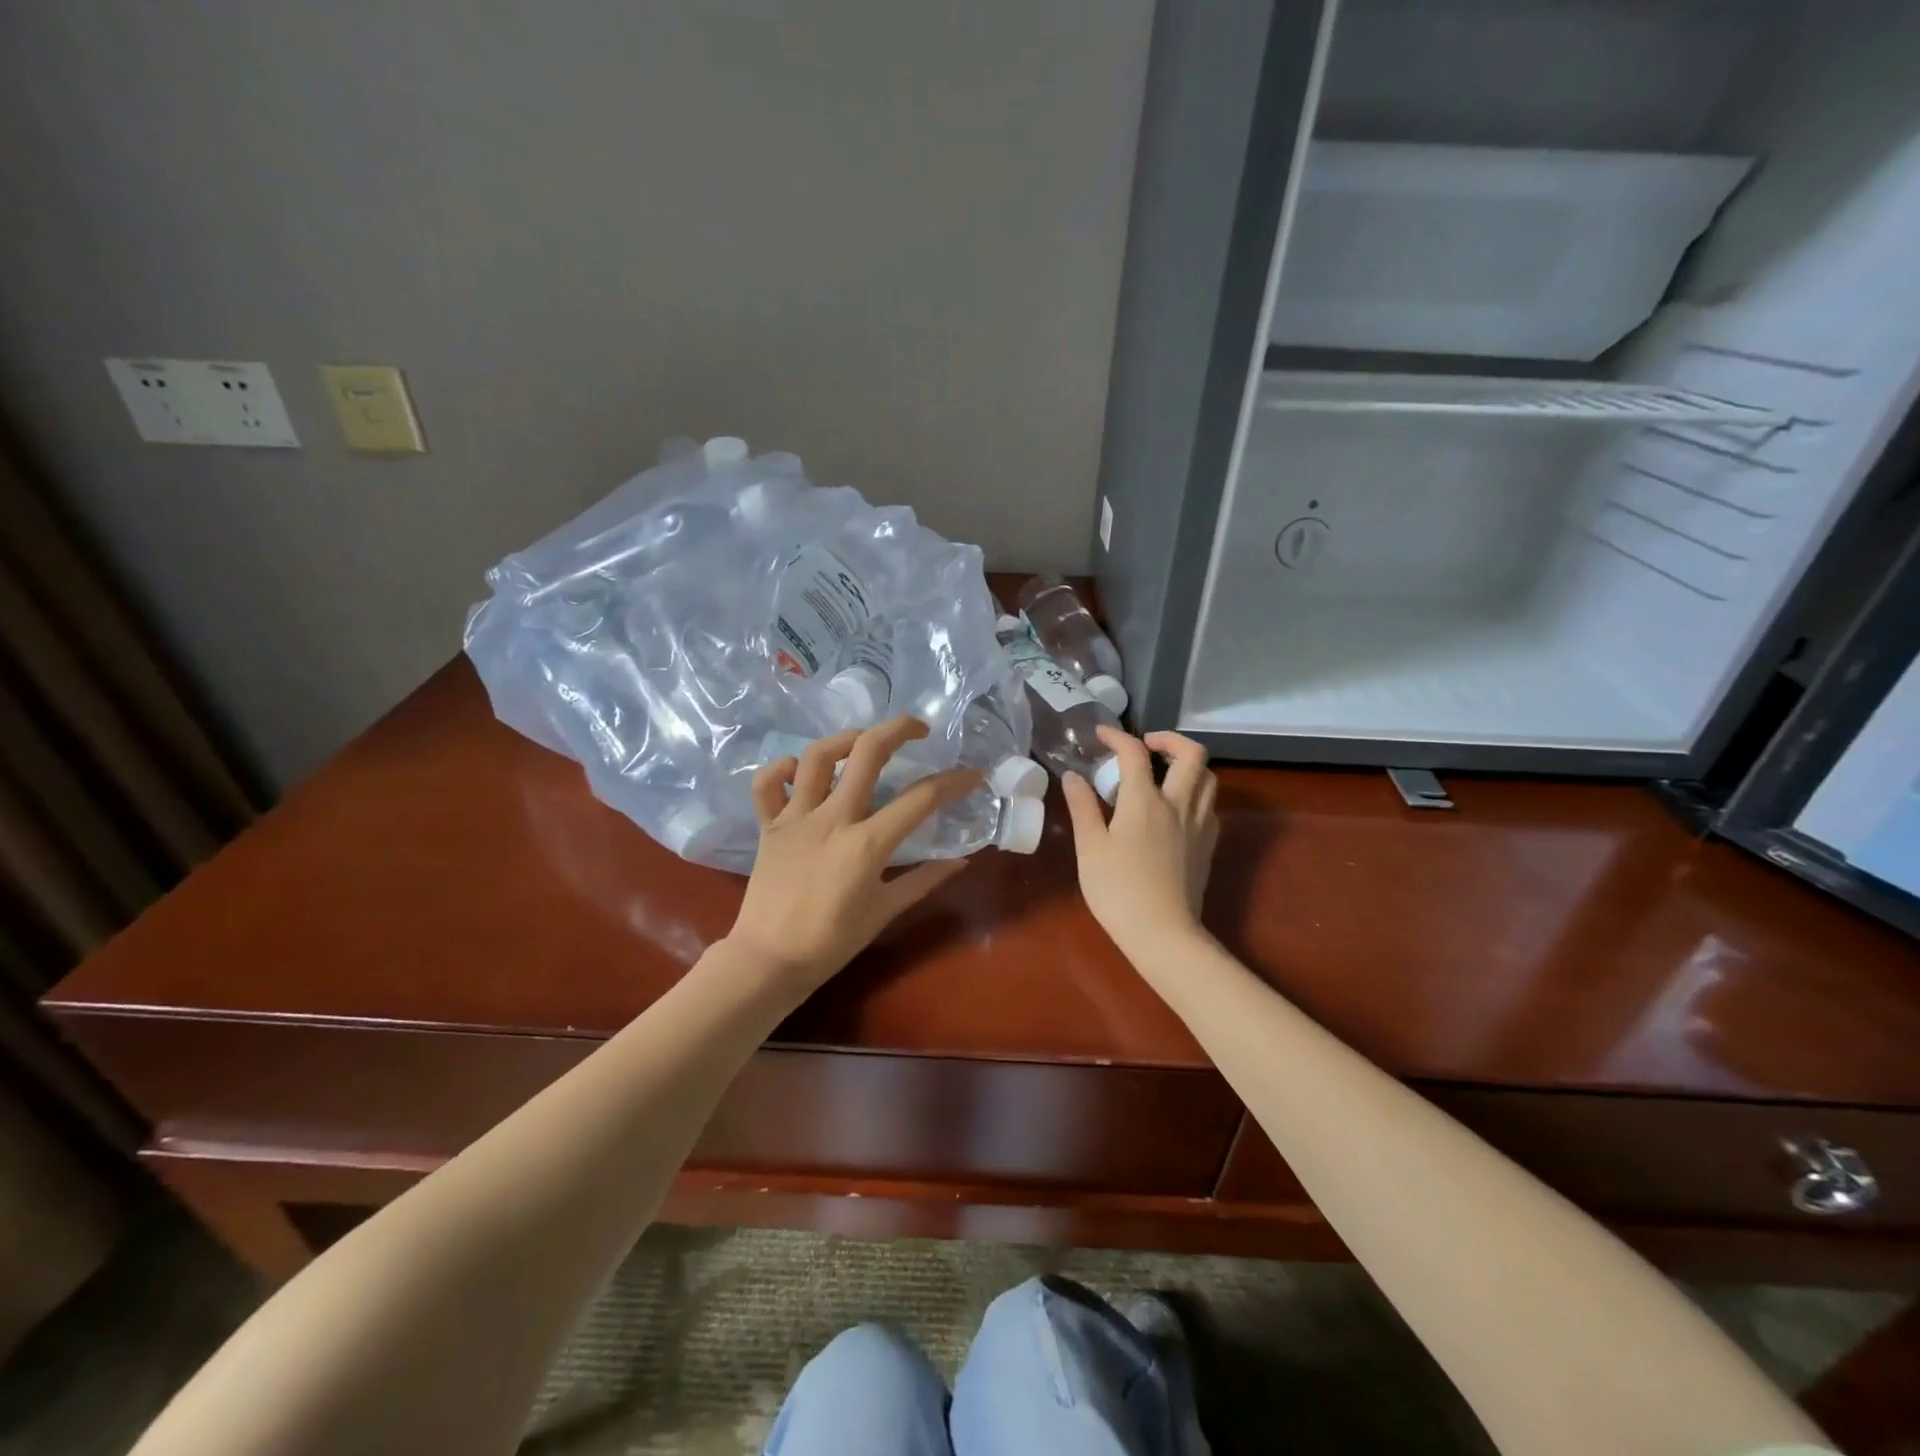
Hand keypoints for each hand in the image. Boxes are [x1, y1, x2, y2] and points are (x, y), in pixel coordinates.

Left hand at [727, 716, 979, 995]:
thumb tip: (961, 861)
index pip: (921, 799)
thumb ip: (924, 880)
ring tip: (864, 742)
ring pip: (817, 756)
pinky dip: (783, 768)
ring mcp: (796, 818)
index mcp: (867, 843)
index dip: (954, 782)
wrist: (768, 961)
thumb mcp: (885, 911)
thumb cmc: (832, 942)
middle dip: (900, 729)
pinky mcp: (769, 825)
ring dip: (845, 739)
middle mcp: (832, 818)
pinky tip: (801, 771)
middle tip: (919, 729)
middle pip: (868, 753)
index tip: (973, 775)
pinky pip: (767, 783)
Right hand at [1062, 727, 1218, 960]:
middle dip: (1169, 739)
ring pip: (1208, 778)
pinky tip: (1175, 809)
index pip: (1134, 753)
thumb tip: (1074, 775)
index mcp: (1145, 801)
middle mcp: (1178, 804)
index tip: (1100, 735)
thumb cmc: (1117, 890)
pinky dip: (1194, 793)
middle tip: (1146, 746)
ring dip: (1187, 765)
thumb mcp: (1089, 847)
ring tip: (1162, 773)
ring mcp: (1199, 824)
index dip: (1117, 736)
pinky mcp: (1208, 845)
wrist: (1163, 933)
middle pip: (1192, 753)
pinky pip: (1209, 805)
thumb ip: (1082, 807)